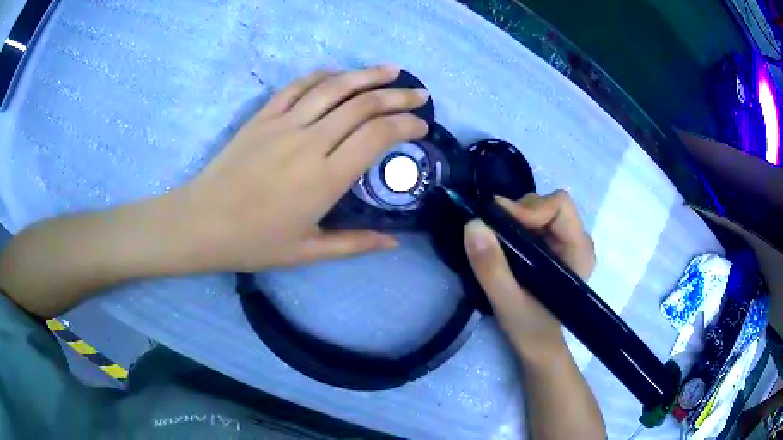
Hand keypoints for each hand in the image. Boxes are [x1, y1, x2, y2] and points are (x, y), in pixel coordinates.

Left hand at [178, 66, 428, 271]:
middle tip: (419, 94)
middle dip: (398, 96)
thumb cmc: (254, 242)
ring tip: (391, 70)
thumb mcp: (308, 252)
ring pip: (334, 87)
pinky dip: (323, 76)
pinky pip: (298, 86)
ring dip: (367, 75)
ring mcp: (284, 123)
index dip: (406, 125)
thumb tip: (394, 242)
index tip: (421, 126)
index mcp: (325, 178)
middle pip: (363, 105)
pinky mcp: (263, 116)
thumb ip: (355, 243)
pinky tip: (339, 74)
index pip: (377, 136)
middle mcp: (310, 142)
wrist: (202, 223)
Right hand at [463, 190, 594, 362]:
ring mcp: (566, 241)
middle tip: (494, 235)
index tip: (500, 223)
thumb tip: (472, 224)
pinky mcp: (554, 246)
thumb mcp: (507, 302)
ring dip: (514, 219)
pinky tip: (506, 246)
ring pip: (538, 208)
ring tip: (499, 243)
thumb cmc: (531, 329)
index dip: (529, 208)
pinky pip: (533, 221)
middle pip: (547, 203)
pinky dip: (514, 226)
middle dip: (518, 213)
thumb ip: (491, 267)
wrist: (538, 345)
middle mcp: (577, 239)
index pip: (560, 205)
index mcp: (579, 250)